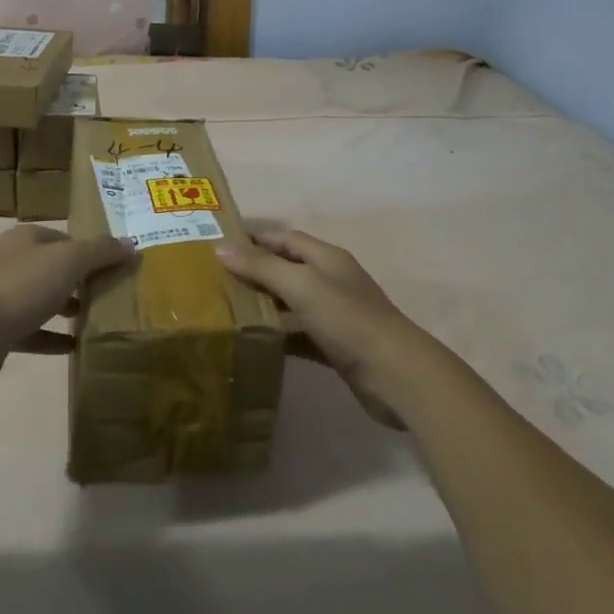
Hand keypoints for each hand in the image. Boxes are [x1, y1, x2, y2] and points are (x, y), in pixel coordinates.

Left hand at [0, 225, 134, 398]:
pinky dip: (52, 338)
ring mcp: (1, 298)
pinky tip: (74, 347)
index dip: (90, 251)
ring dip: (66, 308)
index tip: (116, 268)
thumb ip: (100, 251)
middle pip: (53, 268)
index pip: (65, 238)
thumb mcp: (69, 261)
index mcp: (26, 239)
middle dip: (80, 281)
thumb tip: (130, 244)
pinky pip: (32, 332)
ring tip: (97, 319)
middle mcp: (12, 263)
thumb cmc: (20, 287)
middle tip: (111, 295)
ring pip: (42, 299)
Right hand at [218, 231, 428, 427]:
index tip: (221, 245)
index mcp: (326, 258)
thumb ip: (262, 267)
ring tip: (228, 311)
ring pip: (292, 304)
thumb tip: (221, 248)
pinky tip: (256, 343)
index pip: (285, 238)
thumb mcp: (301, 286)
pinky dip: (280, 337)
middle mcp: (332, 281)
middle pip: (288, 269)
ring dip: (265, 306)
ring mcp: (336, 315)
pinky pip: (301, 335)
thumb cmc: (347, 319)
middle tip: (218, 280)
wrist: (396, 375)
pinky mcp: (337, 347)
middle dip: (256, 272)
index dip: (256, 239)